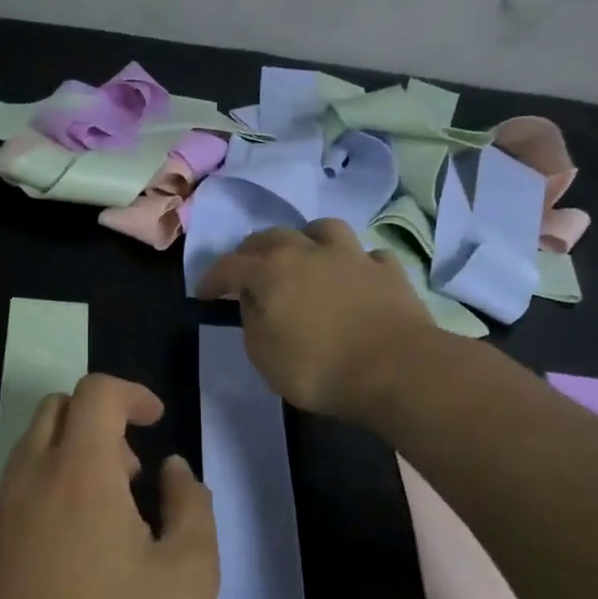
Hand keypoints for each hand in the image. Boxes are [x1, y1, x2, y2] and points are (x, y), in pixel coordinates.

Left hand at [0, 375, 219, 598]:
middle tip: (133, 470)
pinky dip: (51, 492)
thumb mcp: (190, 575)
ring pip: (31, 452)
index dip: (131, 393)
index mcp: (79, 473)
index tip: (157, 420)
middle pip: (55, 412)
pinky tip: (79, 554)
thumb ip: (192, 507)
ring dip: (72, 457)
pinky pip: (18, 495)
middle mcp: (30, 483)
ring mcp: (0, 520)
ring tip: (113, 514)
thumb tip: (174, 472)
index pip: (95, 394)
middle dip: (98, 419)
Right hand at [196, 219, 439, 420]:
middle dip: (252, 251)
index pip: (229, 265)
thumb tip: (253, 302)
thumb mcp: (265, 357)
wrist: (396, 369)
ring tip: (303, 255)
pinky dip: (354, 263)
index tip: (202, 293)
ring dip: (305, 239)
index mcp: (271, 272)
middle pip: (272, 237)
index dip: (211, 278)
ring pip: (322, 229)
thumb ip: (252, 322)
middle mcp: (308, 252)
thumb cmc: (319, 368)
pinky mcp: (388, 270)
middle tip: (246, 269)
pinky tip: (354, 276)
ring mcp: (352, 256)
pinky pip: (366, 255)